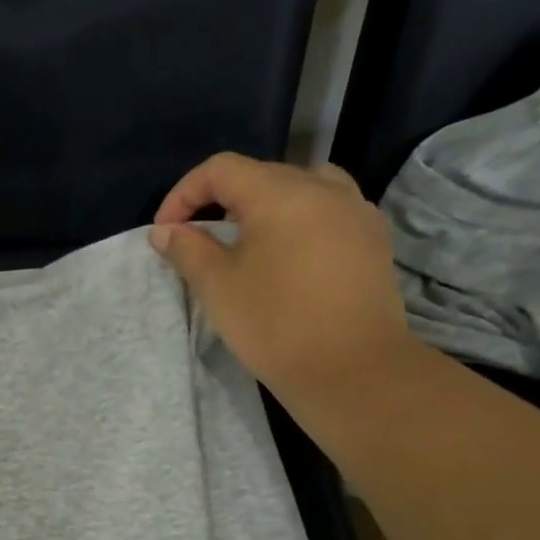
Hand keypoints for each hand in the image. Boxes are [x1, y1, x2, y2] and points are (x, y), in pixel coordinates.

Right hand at [149, 153, 415, 405]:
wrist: (350, 370)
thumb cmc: (275, 324)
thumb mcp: (217, 286)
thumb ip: (187, 249)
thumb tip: (165, 230)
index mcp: (281, 193)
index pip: (221, 169)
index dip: (184, 194)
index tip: (166, 232)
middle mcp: (324, 188)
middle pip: (262, 175)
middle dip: (221, 201)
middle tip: (199, 239)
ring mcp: (356, 212)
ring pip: (300, 189)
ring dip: (264, 207)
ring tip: (246, 242)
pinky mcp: (373, 240)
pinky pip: (328, 212)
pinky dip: (298, 222)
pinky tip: (288, 257)